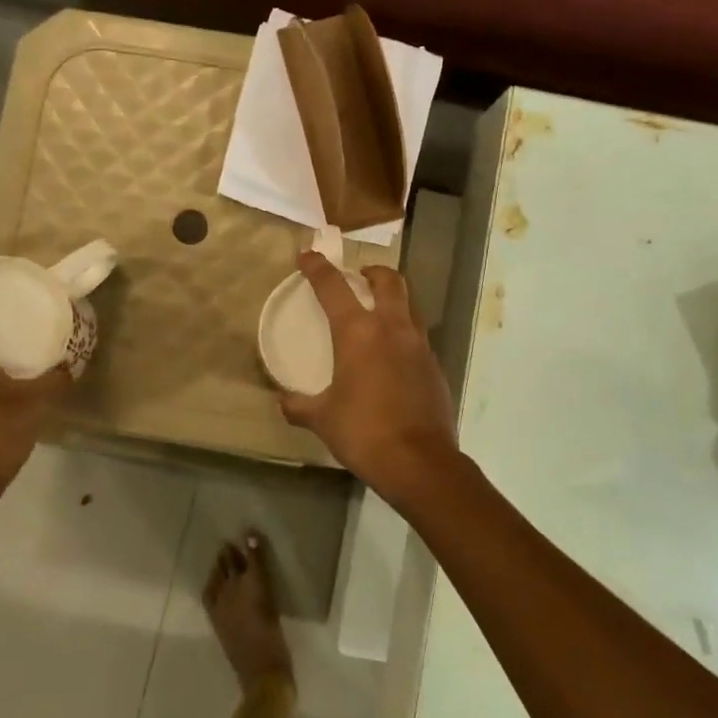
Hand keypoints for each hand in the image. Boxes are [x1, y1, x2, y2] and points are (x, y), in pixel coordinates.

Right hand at [278, 252, 459, 501]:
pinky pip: (418, 336)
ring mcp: (419, 346)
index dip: (318, 267)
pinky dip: (404, 332)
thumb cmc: (364, 432)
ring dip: (393, 298)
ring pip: (409, 305)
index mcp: (359, 333)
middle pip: (389, 281)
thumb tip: (283, 401)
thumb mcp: (322, 418)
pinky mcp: (435, 367)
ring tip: (378, 310)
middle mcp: (392, 329)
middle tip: (359, 276)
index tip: (307, 255)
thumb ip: (299, 405)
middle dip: (373, 271)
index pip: (334, 287)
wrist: (420, 463)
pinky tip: (392, 354)